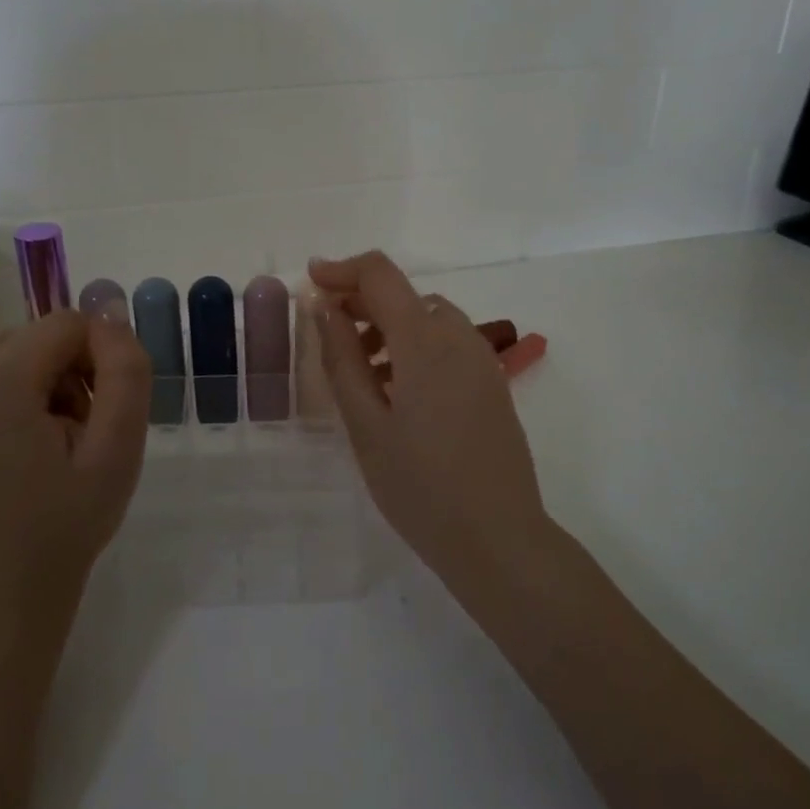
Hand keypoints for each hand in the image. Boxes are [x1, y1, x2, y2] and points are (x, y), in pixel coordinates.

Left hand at [0, 310, 150, 620]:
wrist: (0, 590)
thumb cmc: (68, 522)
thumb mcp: (119, 449)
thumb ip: (125, 372)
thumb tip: (108, 313)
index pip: (61, 326)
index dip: (93, 357)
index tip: (98, 409)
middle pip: (23, 338)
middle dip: (58, 371)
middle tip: (71, 431)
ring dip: (25, 383)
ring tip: (36, 441)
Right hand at [309, 251, 551, 580]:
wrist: (498, 539)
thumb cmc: (420, 486)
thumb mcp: (366, 424)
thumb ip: (342, 359)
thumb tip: (325, 308)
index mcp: (425, 341)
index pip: (381, 275)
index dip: (342, 269)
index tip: (311, 282)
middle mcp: (460, 337)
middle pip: (406, 295)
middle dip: (362, 301)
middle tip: (327, 333)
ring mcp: (482, 361)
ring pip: (428, 319)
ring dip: (389, 326)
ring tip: (359, 370)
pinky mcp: (493, 384)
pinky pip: (448, 344)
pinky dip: (415, 346)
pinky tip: (397, 390)